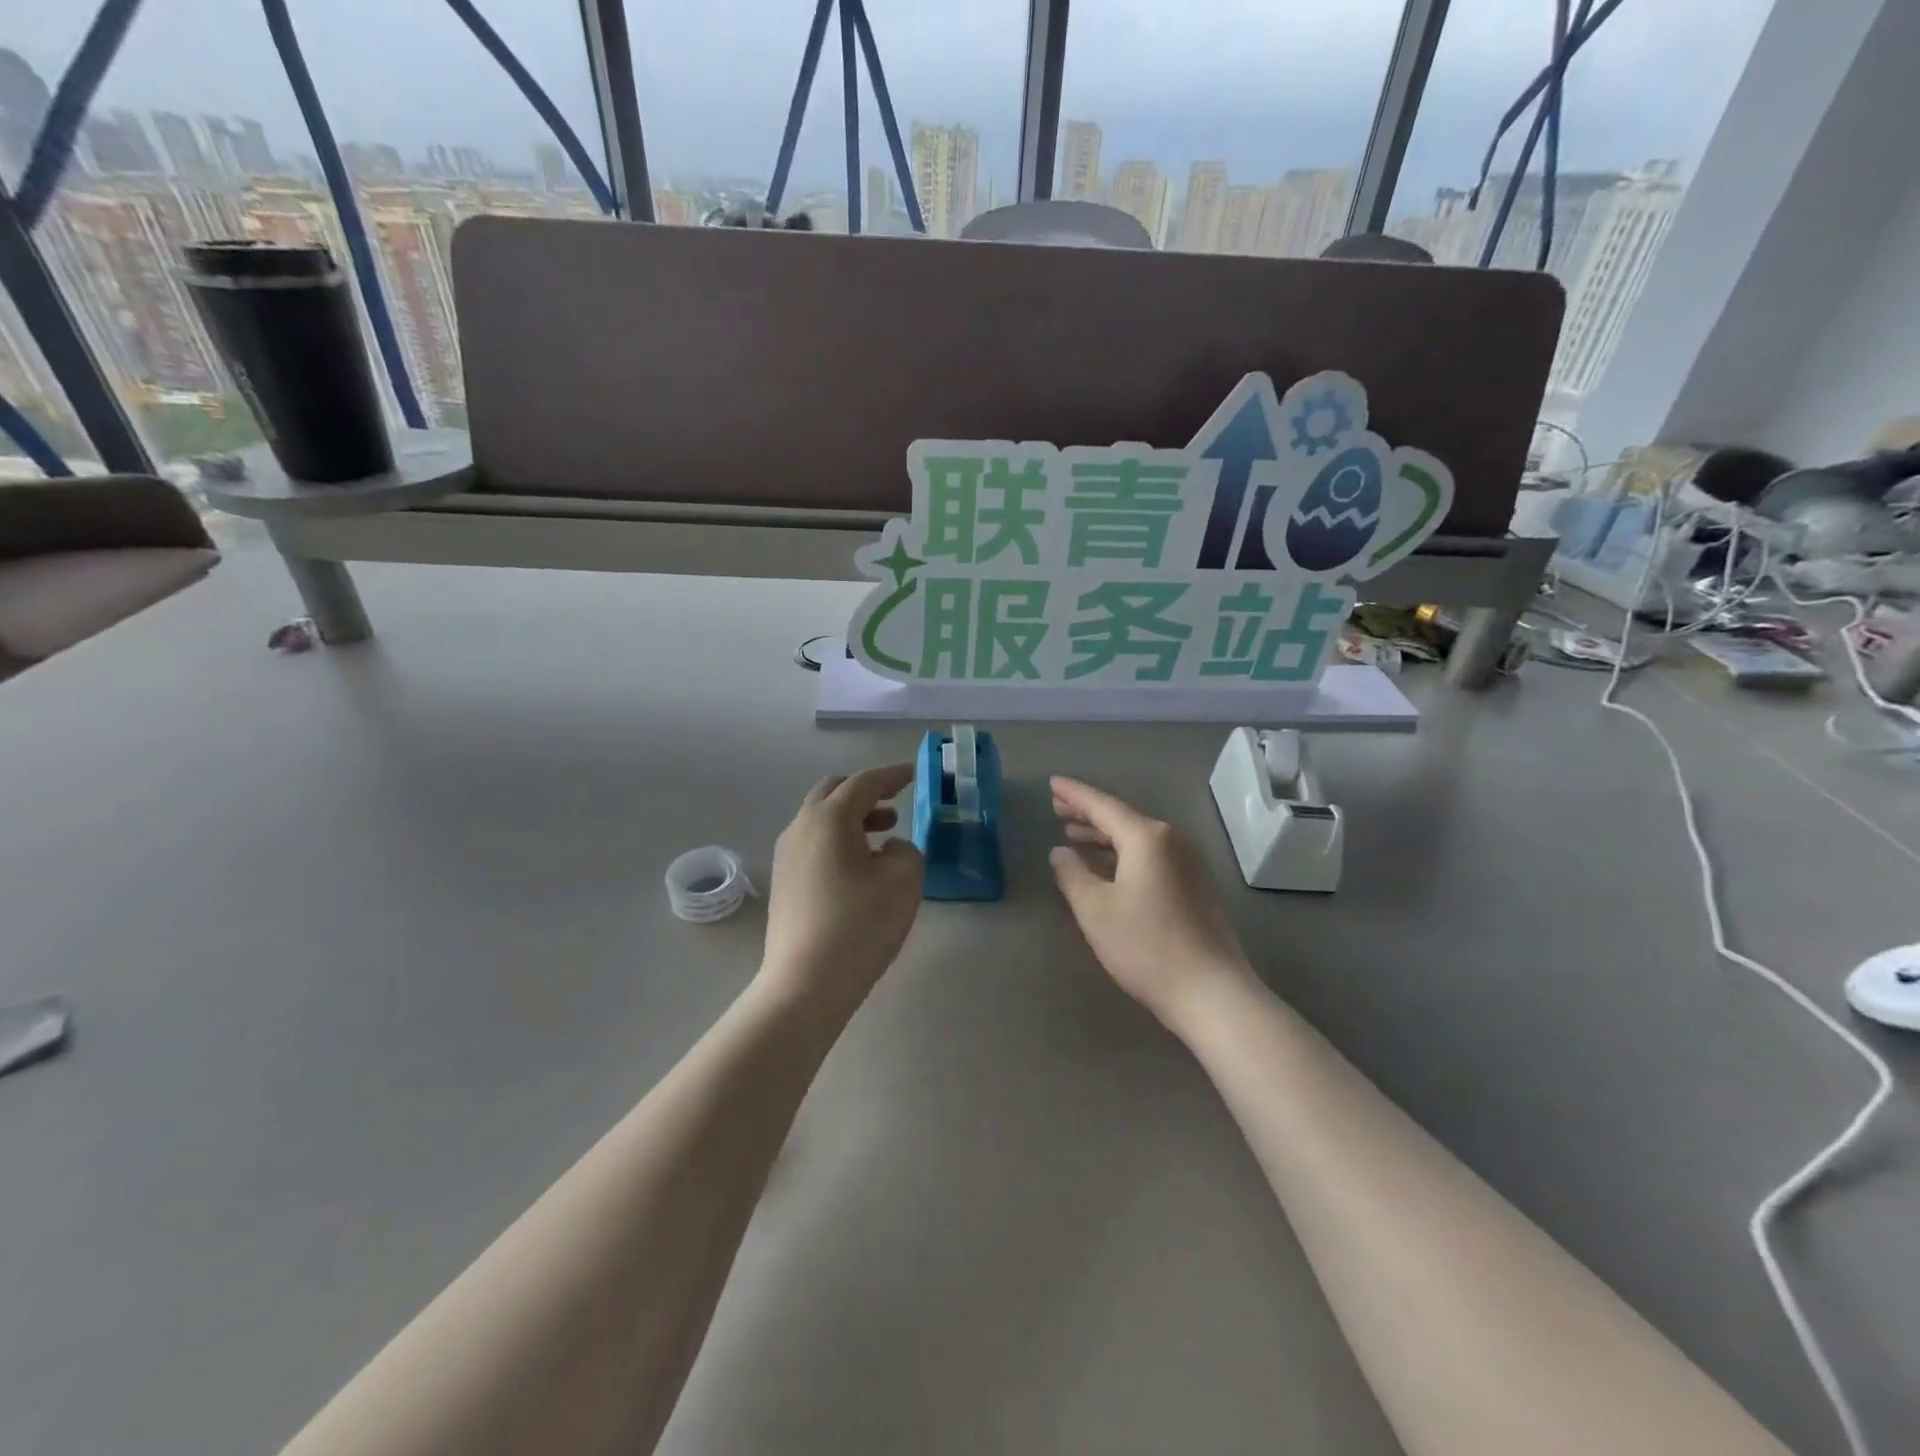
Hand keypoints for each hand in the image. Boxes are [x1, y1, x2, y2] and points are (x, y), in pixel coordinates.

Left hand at [762, 764, 923, 1006]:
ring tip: (884, 836)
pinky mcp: (784, 882)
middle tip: (895, 803)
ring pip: (821, 819)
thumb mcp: (903, 881)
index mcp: (830, 819)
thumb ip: (907, 850)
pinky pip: (813, 843)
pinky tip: (859, 867)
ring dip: (852, 818)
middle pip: (833, 792)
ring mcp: (786, 855)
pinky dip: (838, 840)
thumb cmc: (860, 925)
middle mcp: (801, 827)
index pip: (864, 782)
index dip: (893, 776)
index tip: (914, 773)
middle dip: (866, 792)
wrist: (806, 983)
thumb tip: (891, 847)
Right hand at [1050, 777, 1255, 1031]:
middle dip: (1088, 813)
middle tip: (1057, 808)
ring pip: (1138, 838)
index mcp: (1147, 838)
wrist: (1211, 991)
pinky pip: (1151, 856)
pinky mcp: (1195, 886)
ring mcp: (1189, 863)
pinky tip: (1107, 866)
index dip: (1074, 795)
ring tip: (1074, 835)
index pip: (1103, 806)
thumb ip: (1072, 874)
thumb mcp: (1095, 909)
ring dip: (1104, 836)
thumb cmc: (1146, 946)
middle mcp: (1172, 840)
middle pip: (1122, 818)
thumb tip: (1060, 851)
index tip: (1052, 783)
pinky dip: (1123, 854)